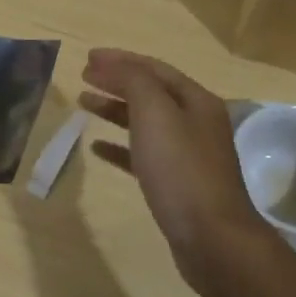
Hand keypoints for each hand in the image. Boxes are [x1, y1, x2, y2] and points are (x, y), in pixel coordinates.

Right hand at [80, 49, 275, 296]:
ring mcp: (188, 155)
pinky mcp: (176, 184)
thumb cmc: (181, 170)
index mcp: (196, 101)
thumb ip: (134, 82)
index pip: (154, 69)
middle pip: (150, 93)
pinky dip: (119, 147)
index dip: (120, 60)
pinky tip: (97, 148)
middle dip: (117, 81)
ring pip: (145, 123)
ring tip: (84, 104)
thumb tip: (114, 64)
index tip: (87, 58)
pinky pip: (143, 155)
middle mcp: (196, 123)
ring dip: (114, 110)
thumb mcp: (156, 114)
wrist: (212, 238)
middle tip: (83, 77)